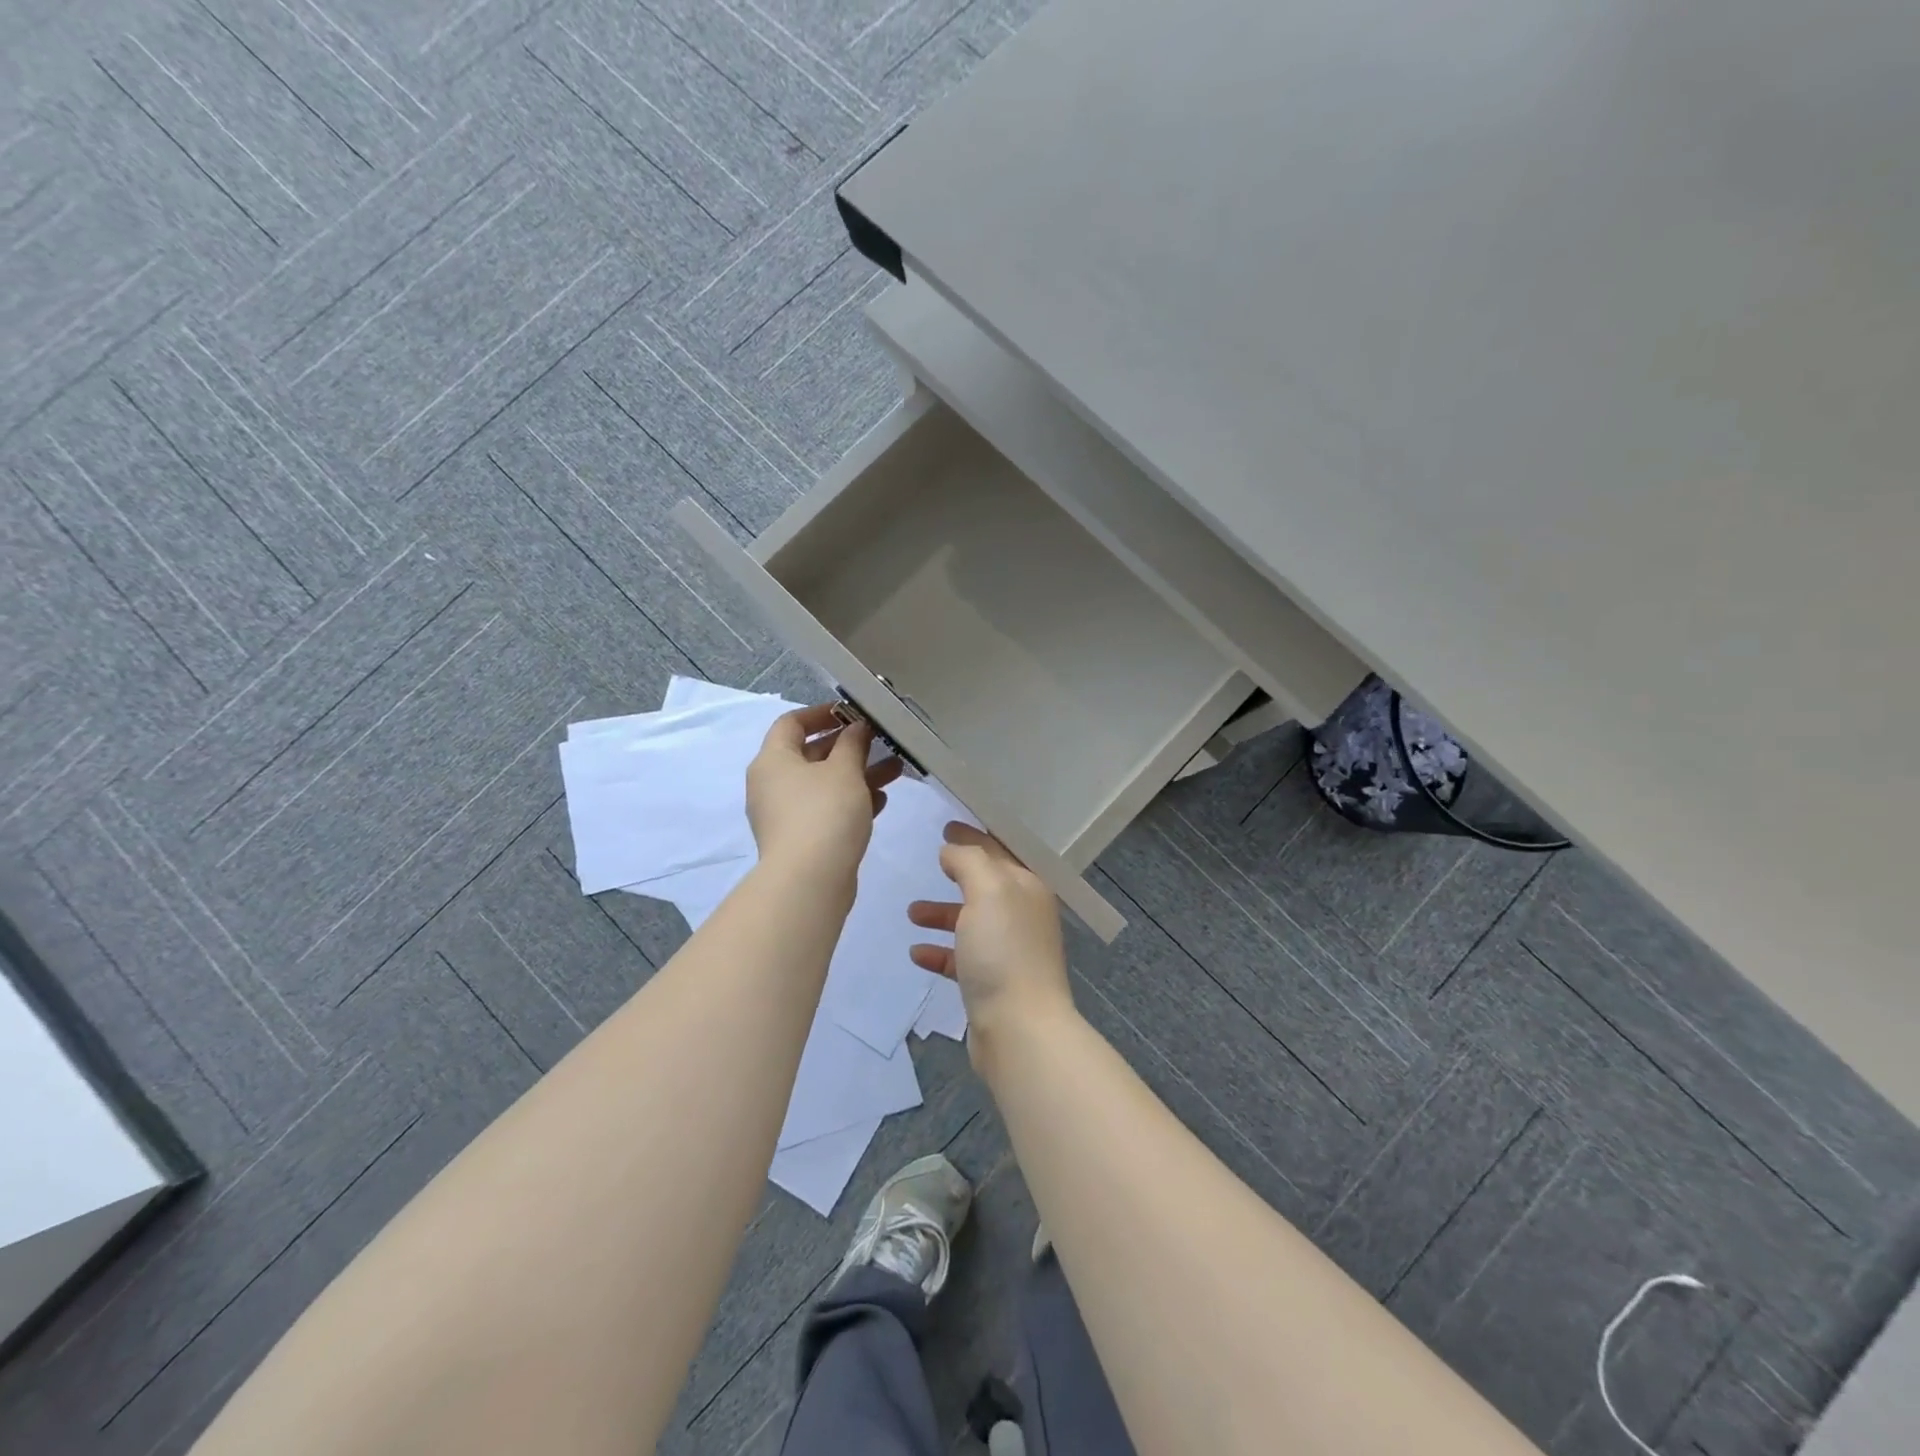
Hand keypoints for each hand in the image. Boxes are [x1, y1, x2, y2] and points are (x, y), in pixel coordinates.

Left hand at [746, 705, 901, 884]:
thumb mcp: (844, 770)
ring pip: (824, 784)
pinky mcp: (800, 839)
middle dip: (849, 747)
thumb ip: (852, 743)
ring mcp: (784, 814)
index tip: (853, 713)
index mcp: (773, 760)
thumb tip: (856, 728)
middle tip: (881, 741)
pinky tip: (881, 801)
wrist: (809, 881)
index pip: (791, 723)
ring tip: (895, 770)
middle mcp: (772, 784)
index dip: (822, 713)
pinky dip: (851, 801)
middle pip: (810, 754)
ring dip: (857, 774)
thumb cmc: (824, 813)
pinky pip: (826, 809)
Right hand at [908, 823, 1073, 1049]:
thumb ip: (969, 861)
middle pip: (986, 884)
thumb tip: (952, 850)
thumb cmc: (1004, 951)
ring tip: (912, 912)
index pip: (1000, 850)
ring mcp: (1009, 951)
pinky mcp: (992, 983)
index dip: (974, 835)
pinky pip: (962, 958)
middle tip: (932, 858)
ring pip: (971, 921)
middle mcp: (1022, 915)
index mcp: (1028, 888)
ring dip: (943, 913)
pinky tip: (917, 953)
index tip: (947, 825)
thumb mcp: (988, 890)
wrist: (1019, 1029)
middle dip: (959, 872)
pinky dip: (941, 952)